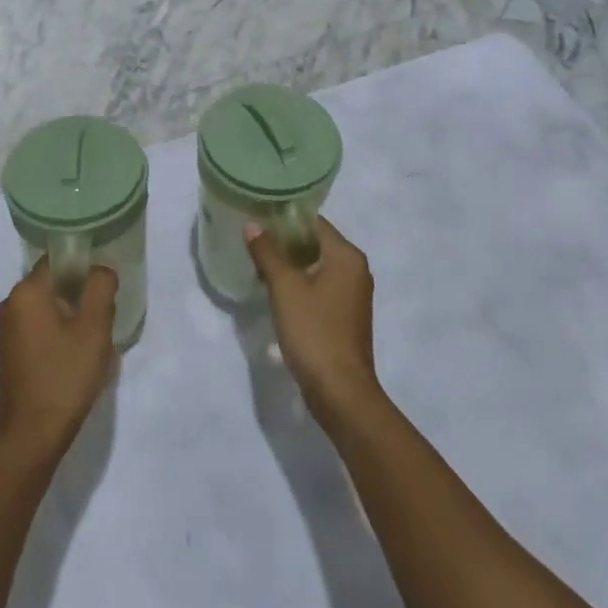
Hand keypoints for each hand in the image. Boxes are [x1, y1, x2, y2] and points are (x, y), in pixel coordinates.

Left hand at [0, 262, 117, 461]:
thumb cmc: (65, 376)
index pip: (57, 259)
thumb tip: (100, 270)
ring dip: (71, 315)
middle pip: (52, 282)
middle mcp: (10, 303)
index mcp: (26, 291)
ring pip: (47, 306)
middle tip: (104, 314)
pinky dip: (58, 331)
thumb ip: (100, 288)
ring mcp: (6, 330)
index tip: (104, 284)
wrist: (31, 437)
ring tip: (94, 337)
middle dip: (79, 293)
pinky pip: (38, 327)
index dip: (84, 265)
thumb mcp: (94, 328)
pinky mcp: (9, 352)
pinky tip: (76, 355)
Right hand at [246, 219, 382, 427]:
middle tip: (252, 239)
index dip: (285, 218)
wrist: (340, 391)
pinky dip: (300, 283)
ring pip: (316, 266)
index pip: (313, 222)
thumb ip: (267, 252)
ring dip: (290, 264)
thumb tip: (252, 224)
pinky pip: (320, 286)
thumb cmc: (314, 331)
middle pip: (315, 242)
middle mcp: (355, 270)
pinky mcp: (346, 316)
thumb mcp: (284, 288)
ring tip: (258, 262)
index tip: (257, 217)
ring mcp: (353, 295)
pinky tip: (276, 290)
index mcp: (347, 256)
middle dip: (284, 241)